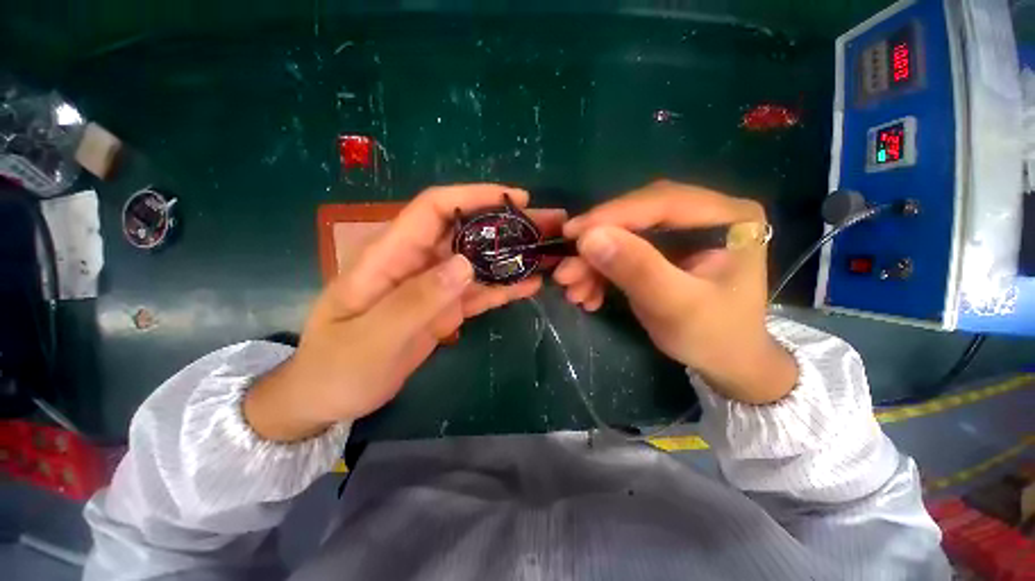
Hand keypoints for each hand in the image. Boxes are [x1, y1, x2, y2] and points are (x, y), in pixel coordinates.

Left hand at [245, 185, 565, 441]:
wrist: (329, 396)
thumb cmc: (337, 367)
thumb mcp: (372, 338)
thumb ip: (416, 300)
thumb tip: (465, 264)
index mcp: (390, 256)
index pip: (434, 209)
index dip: (474, 196)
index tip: (516, 199)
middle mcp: (416, 262)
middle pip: (466, 232)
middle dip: (508, 224)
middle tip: (549, 224)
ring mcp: (434, 286)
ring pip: (479, 261)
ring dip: (513, 255)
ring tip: (550, 253)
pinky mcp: (445, 308)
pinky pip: (479, 292)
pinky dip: (504, 287)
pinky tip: (531, 285)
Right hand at [555, 180, 796, 403]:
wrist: (726, 362)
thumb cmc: (715, 336)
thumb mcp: (677, 306)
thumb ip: (637, 269)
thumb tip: (588, 237)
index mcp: (726, 216)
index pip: (661, 202)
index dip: (612, 215)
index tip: (571, 234)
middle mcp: (703, 214)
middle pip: (636, 217)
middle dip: (596, 246)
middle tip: (565, 271)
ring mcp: (680, 232)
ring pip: (623, 236)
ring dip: (592, 264)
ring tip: (572, 290)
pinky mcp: (661, 250)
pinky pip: (621, 252)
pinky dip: (600, 273)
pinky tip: (588, 294)